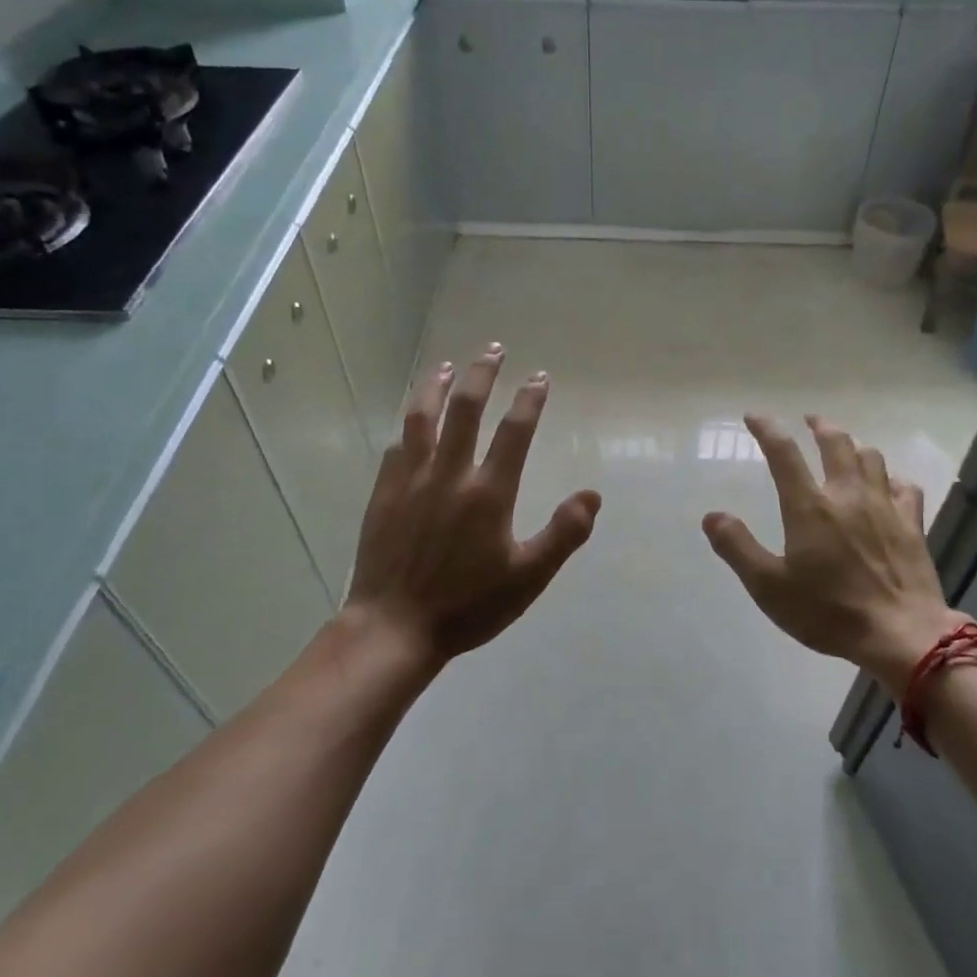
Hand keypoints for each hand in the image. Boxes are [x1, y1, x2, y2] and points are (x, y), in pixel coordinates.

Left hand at [346, 344, 601, 676]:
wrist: (395, 627)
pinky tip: (411, 422)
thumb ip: (563, 534)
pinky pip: (397, 447)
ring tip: (447, 366)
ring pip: (422, 418)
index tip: (539, 377)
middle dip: (482, 374)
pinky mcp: (383, 494)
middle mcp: (449, 474)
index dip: (529, 400)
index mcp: (488, 493)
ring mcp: (411, 481)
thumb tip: (592, 495)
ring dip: (437, 386)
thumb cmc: (468, 605)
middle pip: (466, 409)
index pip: (514, 432)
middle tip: (493, 349)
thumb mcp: (528, 577)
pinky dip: (409, 426)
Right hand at [702, 414, 964, 697]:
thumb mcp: (768, 587)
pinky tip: (888, 483)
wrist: (900, 634)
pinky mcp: (911, 524)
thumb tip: (712, 515)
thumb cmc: (828, 611)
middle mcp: (847, 495)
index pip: (784, 452)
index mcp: (809, 506)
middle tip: (809, 420)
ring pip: (871, 457)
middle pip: (835, 442)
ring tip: (845, 446)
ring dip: (854, 445)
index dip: (767, 429)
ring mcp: (884, 506)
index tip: (754, 416)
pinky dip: (892, 477)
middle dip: (819, 425)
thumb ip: (737, 547)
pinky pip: (904, 486)